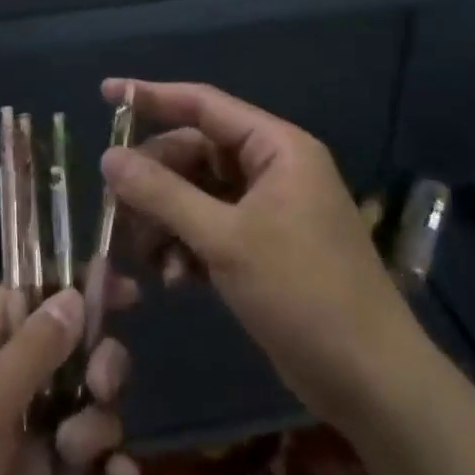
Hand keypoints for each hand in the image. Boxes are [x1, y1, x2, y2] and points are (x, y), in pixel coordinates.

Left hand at [0, 286, 137, 474]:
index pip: (38, 297)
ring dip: (99, 424)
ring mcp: (24, 434)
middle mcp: (7, 379)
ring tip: (77, 452)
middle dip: (99, 364)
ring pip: (86, 407)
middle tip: (100, 386)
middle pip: (74, 351)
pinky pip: (85, 468)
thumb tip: (76, 294)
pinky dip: (107, 472)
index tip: (130, 292)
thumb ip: (33, 352)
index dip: (82, 290)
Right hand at [98, 78, 422, 414]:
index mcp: (276, 148)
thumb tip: (108, 157)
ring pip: (195, 195)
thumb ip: (162, 194)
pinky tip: (173, 279)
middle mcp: (271, 170)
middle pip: (193, 155)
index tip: (105, 93)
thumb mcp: (225, 239)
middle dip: (153, 183)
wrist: (369, 381)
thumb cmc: (303, 293)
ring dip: (165, 221)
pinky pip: (208, 229)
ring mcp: (267, 210)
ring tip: (144, 257)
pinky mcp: (261, 248)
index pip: (204, 105)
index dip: (151, 97)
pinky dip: (186, 247)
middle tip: (115, 210)